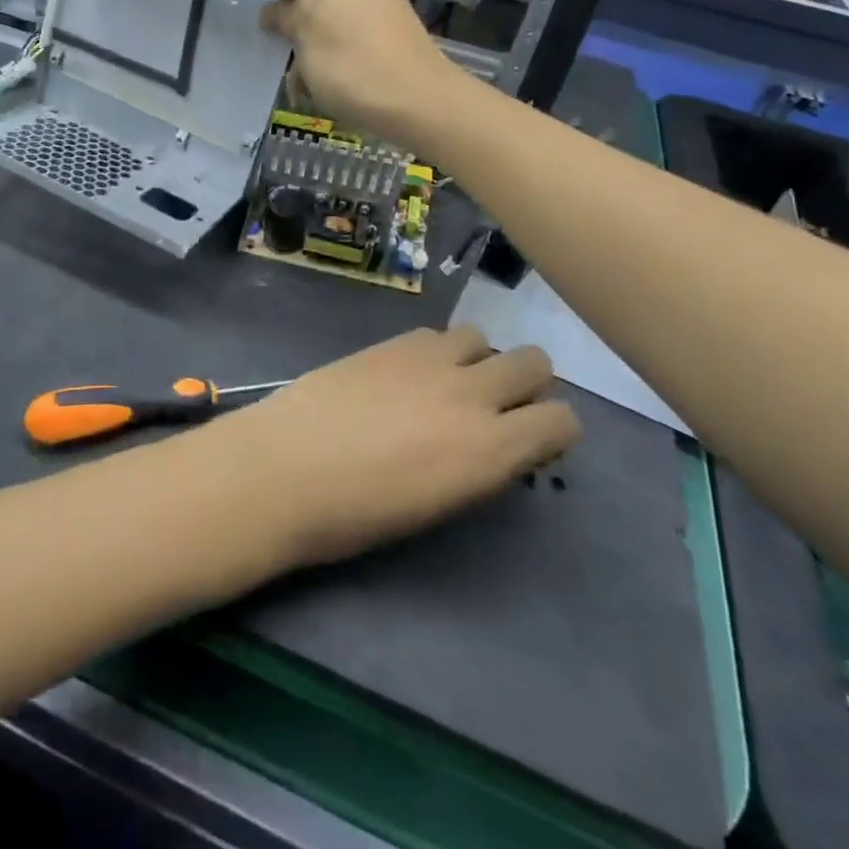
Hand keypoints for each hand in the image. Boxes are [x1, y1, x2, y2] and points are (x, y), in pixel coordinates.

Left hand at [202, 325, 580, 568]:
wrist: (286, 468)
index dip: (554, 429)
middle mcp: (471, 394)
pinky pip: (436, 333)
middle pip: (534, 362)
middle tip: (497, 406)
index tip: (533, 441)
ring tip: (448, 383)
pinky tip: (408, 373)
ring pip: (483, 336)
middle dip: (527, 382)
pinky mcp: (391, 341)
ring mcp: (429, 359)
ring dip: (478, 358)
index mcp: (491, 449)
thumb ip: (480, 467)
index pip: (561, 420)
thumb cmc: (358, 515)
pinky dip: (437, 350)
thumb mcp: (439, 505)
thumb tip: (497, 447)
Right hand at [262, 0, 461, 148]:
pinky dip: (329, 41)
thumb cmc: (355, 64)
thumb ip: (282, 13)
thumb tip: (274, 8)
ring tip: (301, 70)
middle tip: (282, 37)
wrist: (423, 103)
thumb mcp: (305, 36)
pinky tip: (324, 79)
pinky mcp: (388, 21)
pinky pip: (346, 19)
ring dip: (306, 29)